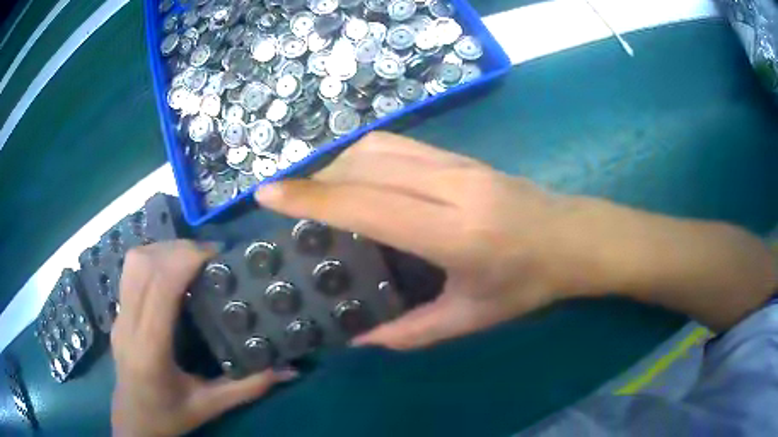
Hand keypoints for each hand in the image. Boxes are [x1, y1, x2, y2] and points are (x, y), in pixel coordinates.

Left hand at [111, 241, 296, 436]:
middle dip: (180, 250)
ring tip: (192, 259)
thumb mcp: (210, 406)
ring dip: (164, 250)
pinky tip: (171, 272)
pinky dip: (153, 258)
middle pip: (146, 265)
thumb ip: (248, 387)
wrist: (134, 422)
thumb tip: (288, 369)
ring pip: (134, 262)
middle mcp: (128, 325)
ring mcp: (119, 316)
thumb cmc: (169, 417)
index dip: (186, 260)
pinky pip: (131, 271)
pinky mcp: (117, 313)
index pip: (160, 286)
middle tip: (212, 257)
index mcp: (150, 349)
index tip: (217, 256)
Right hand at [255, 132, 605, 349]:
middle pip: (366, 164)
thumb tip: (360, 342)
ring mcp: (459, 163)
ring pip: (380, 146)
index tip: (268, 192)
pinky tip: (362, 181)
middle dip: (319, 179)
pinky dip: (367, 157)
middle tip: (295, 204)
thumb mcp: (471, 318)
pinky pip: (401, 145)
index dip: (312, 197)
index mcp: (455, 233)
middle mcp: (452, 187)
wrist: (573, 238)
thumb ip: (411, 333)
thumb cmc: (529, 284)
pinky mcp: (463, 156)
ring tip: (324, 193)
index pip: (368, 205)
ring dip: (341, 164)